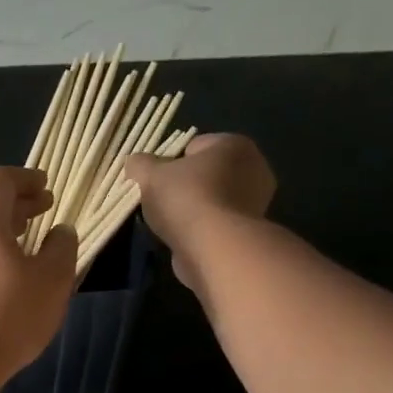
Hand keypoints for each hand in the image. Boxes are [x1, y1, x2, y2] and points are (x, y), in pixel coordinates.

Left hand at [0, 166, 75, 383]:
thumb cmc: (10, 312)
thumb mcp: (53, 278)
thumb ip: (61, 247)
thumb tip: (60, 231)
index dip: (25, 178)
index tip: (47, 188)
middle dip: (16, 205)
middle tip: (43, 212)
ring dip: (0, 232)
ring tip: (26, 245)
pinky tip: (3, 278)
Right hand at [123, 134, 276, 291]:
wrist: (214, 247)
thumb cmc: (186, 199)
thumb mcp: (149, 175)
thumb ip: (139, 164)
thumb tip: (135, 163)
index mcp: (234, 145)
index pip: (193, 146)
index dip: (169, 163)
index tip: (154, 181)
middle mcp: (255, 167)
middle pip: (205, 173)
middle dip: (183, 185)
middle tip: (159, 201)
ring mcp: (257, 201)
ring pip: (212, 198)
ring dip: (192, 209)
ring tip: (170, 223)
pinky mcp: (250, 230)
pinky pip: (218, 221)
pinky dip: (202, 228)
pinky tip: (186, 237)